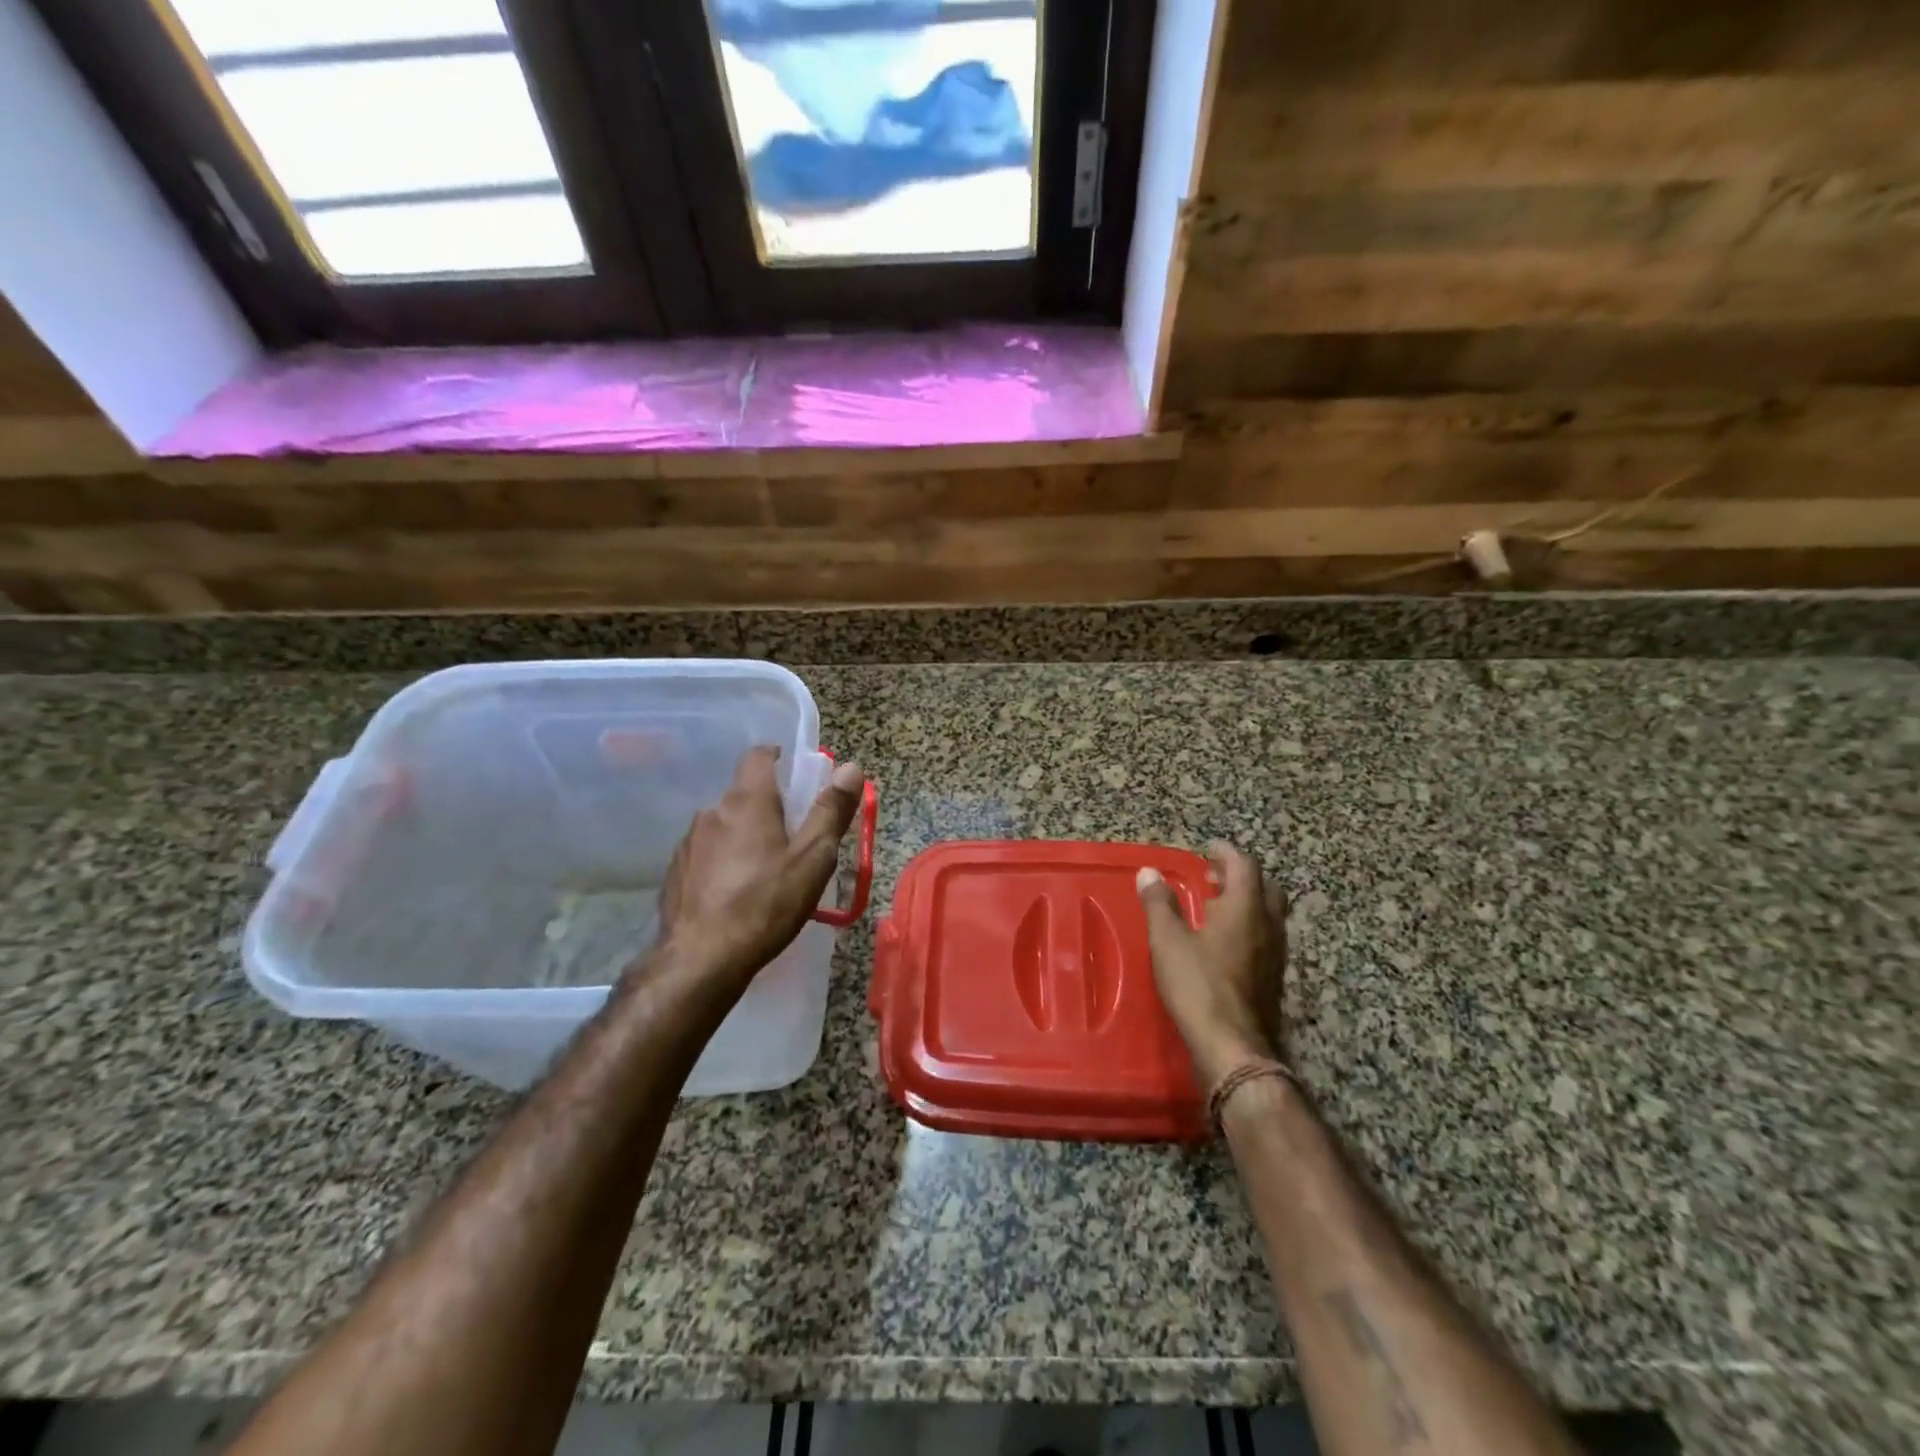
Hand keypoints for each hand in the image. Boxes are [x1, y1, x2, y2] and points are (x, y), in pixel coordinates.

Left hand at [648, 746, 864, 997]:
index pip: (758, 756)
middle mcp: (712, 811)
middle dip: (767, 806)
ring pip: (723, 825)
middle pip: (743, 794)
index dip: (777, 758)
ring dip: (743, 835)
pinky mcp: (675, 872)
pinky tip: (734, 893)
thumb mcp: (812, 859)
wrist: (701, 960)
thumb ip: (831, 811)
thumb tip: (851, 768)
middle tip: (792, 835)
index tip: (794, 774)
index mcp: (748, 801)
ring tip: (763, 870)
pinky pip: (705, 853)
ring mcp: (688, 842)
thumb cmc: (766, 904)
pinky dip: (722, 861)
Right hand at [1136, 842, 1285, 1090]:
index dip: (1226, 853)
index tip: (1208, 849)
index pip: (1245, 866)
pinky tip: (1225, 943)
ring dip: (1247, 902)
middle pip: (1265, 887)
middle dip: (1241, 875)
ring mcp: (1276, 954)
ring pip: (1269, 914)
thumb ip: (1159, 904)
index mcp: (1245, 909)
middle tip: (1213, 877)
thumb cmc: (1198, 986)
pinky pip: (1266, 938)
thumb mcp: (1168, 941)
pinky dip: (1249, 927)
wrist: (1233, 1047)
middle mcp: (1268, 926)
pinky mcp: (1274, 979)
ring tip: (1216, 907)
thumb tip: (1149, 872)